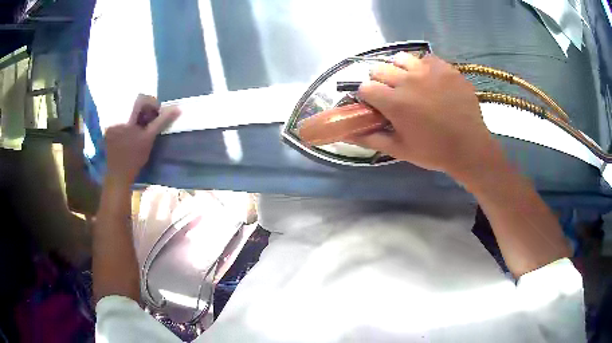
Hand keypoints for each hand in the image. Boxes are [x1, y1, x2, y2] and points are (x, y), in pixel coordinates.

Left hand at [104, 94, 179, 185]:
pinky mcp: (109, 131)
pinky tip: (133, 135)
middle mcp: (117, 116)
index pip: (141, 98)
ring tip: (142, 129)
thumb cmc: (134, 158)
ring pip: (128, 112)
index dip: (151, 103)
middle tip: (151, 122)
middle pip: (134, 104)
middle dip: (145, 111)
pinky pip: (122, 120)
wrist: (118, 176)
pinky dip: (130, 123)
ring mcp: (112, 124)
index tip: (157, 115)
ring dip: (138, 117)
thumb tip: (178, 108)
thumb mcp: (149, 138)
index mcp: (126, 117)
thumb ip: (162, 121)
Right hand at [350, 53, 499, 179]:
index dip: (367, 96)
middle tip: (392, 94)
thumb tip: (347, 134)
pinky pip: (426, 58)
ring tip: (410, 82)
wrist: (470, 147)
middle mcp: (408, 80)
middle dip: (380, 81)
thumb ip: (372, 139)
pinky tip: (430, 80)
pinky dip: (423, 67)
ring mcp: (428, 71)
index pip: (364, 87)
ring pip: (401, 58)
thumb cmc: (434, 151)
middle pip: (378, 69)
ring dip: (399, 69)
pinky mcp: (445, 68)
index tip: (375, 105)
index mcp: (394, 103)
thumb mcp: (400, 150)